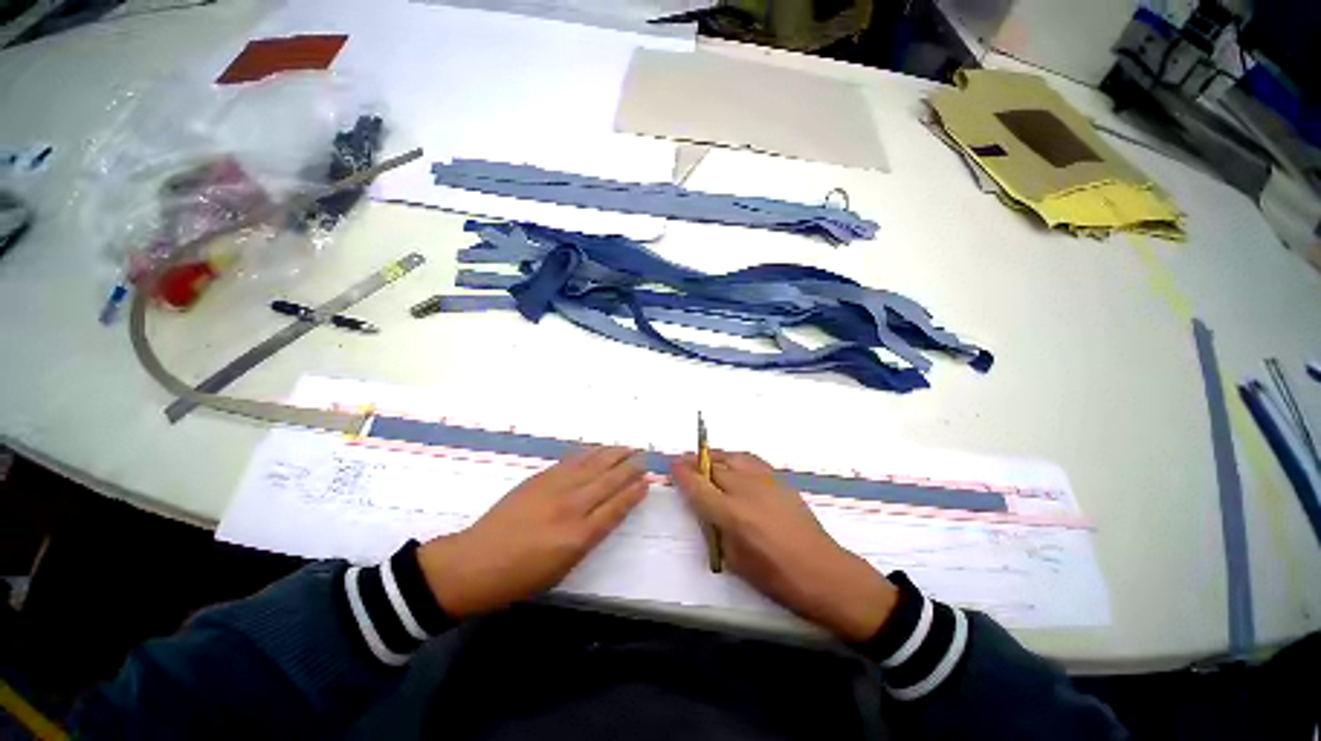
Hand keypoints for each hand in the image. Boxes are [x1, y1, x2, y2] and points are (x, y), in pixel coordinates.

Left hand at [418, 447, 646, 617]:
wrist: (476, 561)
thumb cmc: (521, 576)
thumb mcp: (562, 568)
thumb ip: (588, 538)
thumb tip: (606, 514)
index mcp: (579, 536)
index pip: (616, 507)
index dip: (633, 492)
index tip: (647, 481)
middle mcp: (572, 507)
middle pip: (609, 481)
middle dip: (630, 468)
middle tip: (644, 457)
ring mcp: (555, 488)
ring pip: (593, 465)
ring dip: (613, 454)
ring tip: (629, 447)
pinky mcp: (540, 478)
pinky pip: (571, 461)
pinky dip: (589, 453)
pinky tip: (598, 449)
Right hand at [671, 451, 897, 641]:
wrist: (823, 571)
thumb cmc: (776, 577)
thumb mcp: (735, 560)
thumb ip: (716, 528)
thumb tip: (706, 508)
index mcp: (731, 514)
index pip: (698, 486)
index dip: (682, 474)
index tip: (672, 466)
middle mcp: (745, 490)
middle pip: (713, 467)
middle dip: (695, 463)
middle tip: (684, 463)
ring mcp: (764, 481)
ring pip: (732, 457)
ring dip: (715, 456)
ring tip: (706, 460)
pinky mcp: (779, 480)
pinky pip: (751, 460)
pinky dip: (736, 458)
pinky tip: (734, 464)